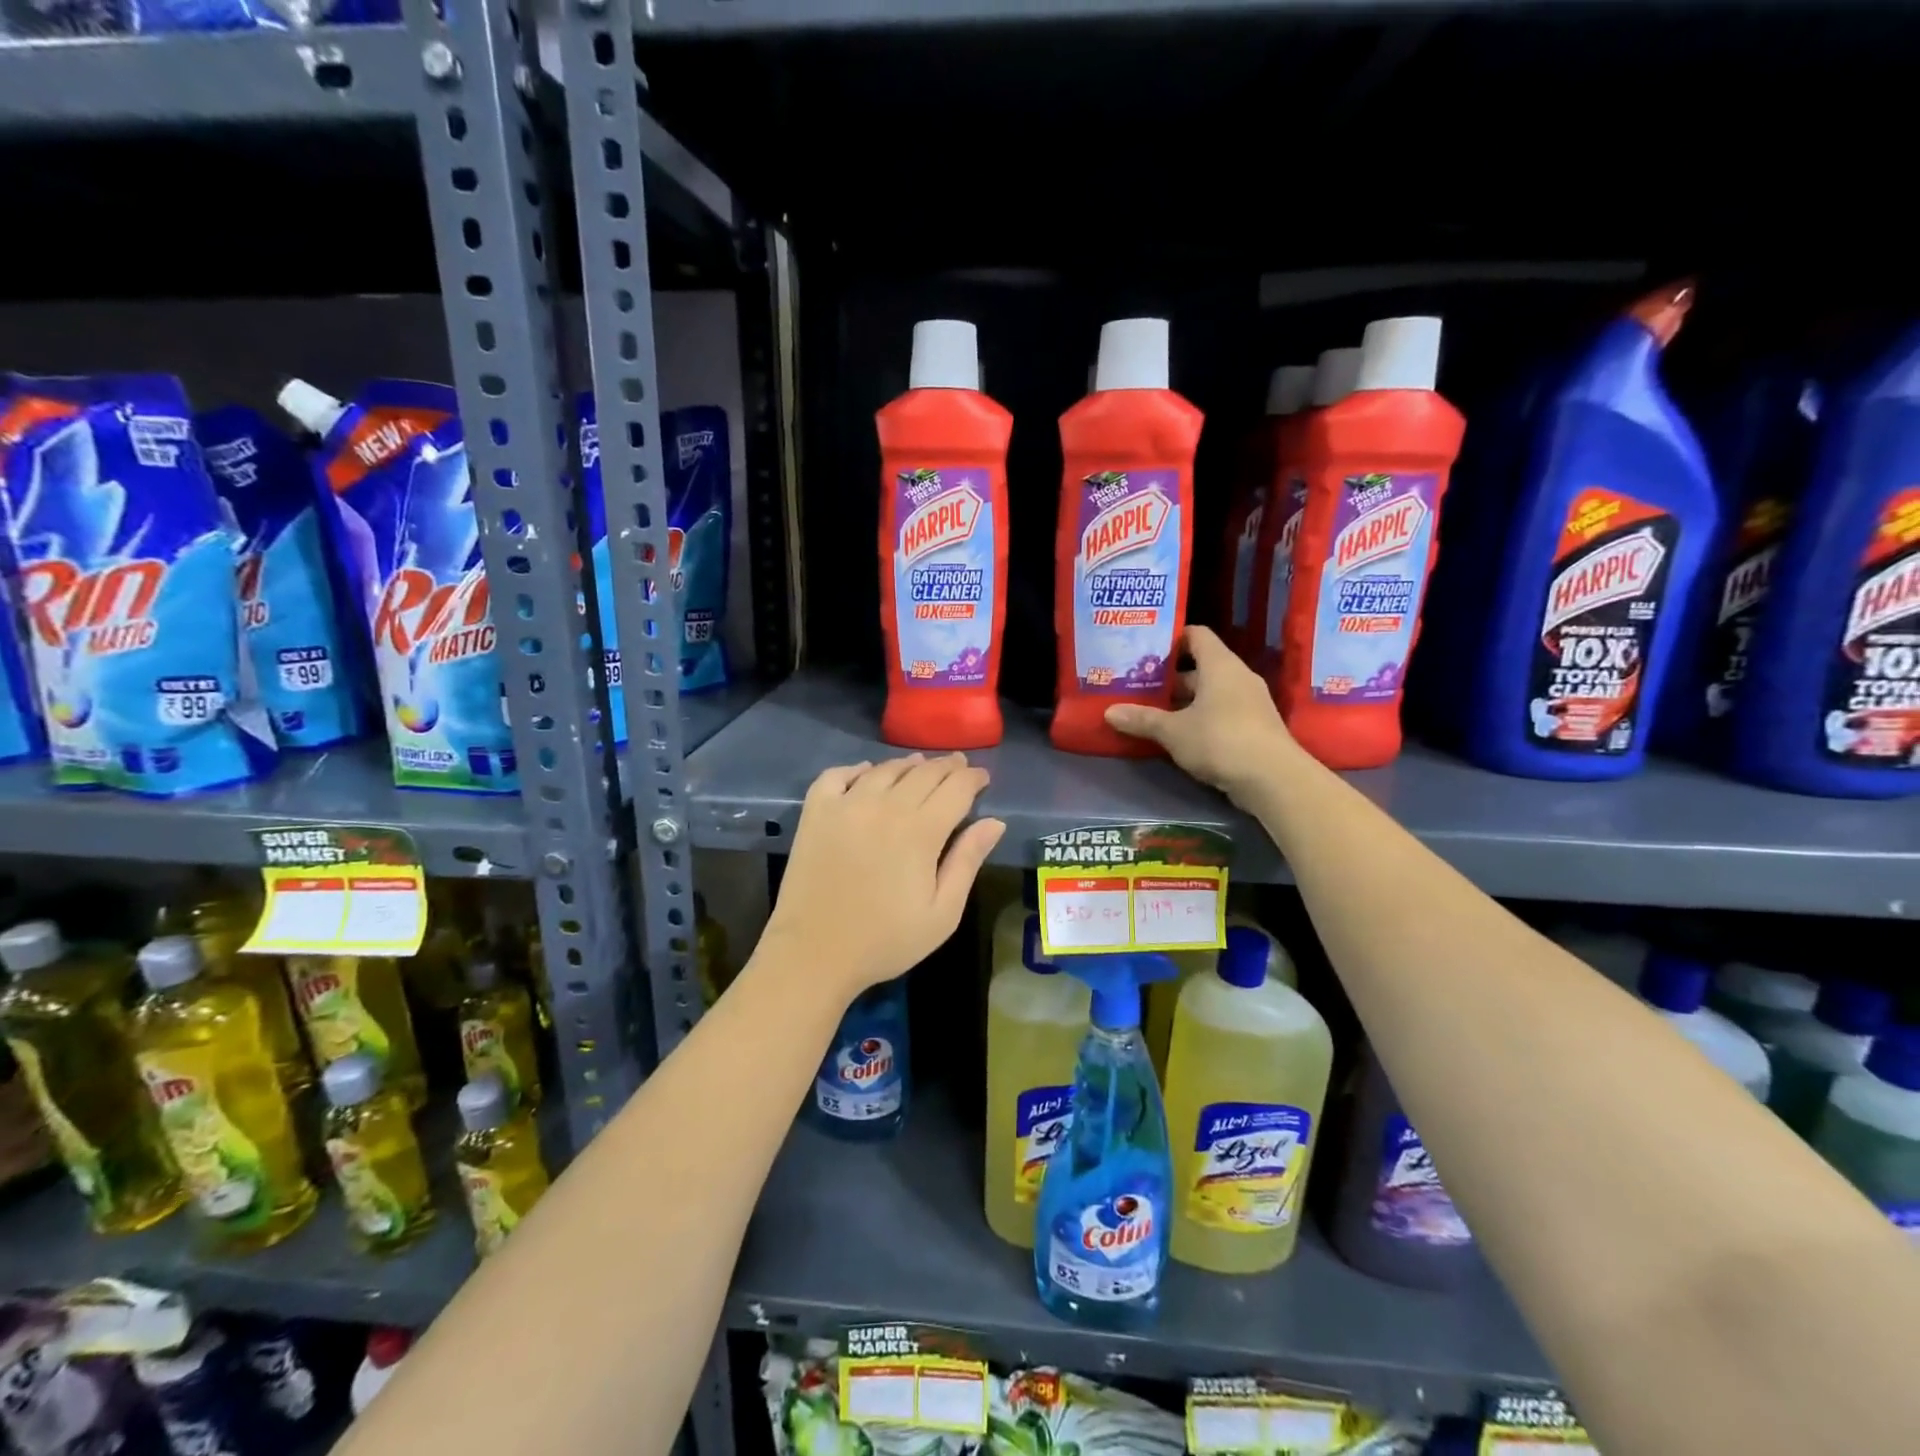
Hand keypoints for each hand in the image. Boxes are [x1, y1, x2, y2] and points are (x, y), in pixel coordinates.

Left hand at [761, 754, 1006, 1001]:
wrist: (814, 954)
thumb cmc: (885, 941)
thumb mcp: (942, 913)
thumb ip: (967, 861)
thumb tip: (995, 822)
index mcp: (921, 831)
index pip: (956, 788)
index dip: (973, 778)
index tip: (982, 777)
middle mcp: (885, 806)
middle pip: (924, 773)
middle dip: (947, 767)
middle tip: (958, 765)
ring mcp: (846, 805)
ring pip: (885, 770)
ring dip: (908, 765)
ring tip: (920, 766)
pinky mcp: (816, 812)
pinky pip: (837, 774)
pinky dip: (856, 768)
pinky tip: (866, 772)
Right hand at [1104, 626, 1298, 806]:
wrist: (1273, 779)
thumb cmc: (1220, 740)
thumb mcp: (1173, 731)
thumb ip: (1142, 719)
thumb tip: (1109, 712)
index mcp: (1220, 665)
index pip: (1196, 635)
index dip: (1171, 638)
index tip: (1145, 649)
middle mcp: (1237, 677)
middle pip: (1200, 667)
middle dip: (1170, 678)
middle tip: (1139, 685)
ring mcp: (1250, 703)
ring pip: (1210, 693)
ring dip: (1183, 702)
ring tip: (1151, 711)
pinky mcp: (1254, 727)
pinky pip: (1221, 713)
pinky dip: (1199, 718)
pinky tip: (1178, 735)